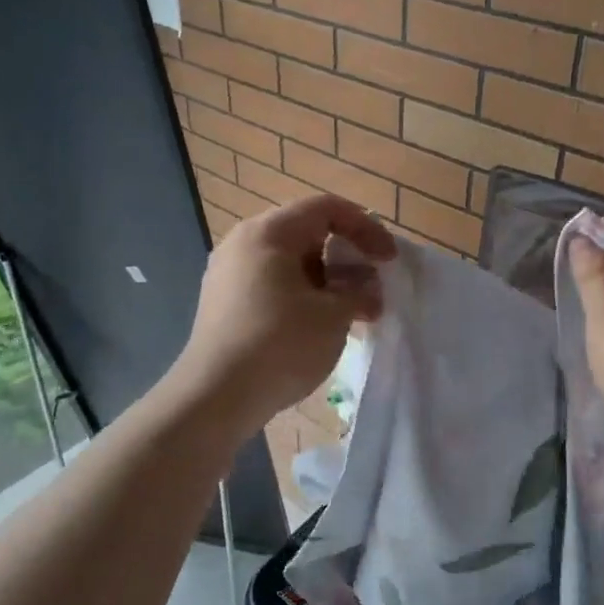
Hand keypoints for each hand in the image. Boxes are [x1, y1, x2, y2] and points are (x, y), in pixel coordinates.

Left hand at [172, 194, 394, 432]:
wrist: (215, 396)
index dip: (365, 228)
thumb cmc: (280, 344)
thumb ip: (359, 290)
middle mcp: (243, 242)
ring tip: (349, 314)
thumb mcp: (333, 315)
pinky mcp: (222, 302)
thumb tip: (366, 286)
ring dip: (325, 282)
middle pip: (306, 233)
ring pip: (288, 263)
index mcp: (269, 232)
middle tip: (370, 289)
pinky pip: (270, 284)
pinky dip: (300, 296)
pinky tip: (316, 328)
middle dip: (345, 258)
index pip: (326, 208)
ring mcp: (227, 273)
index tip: (388, 259)